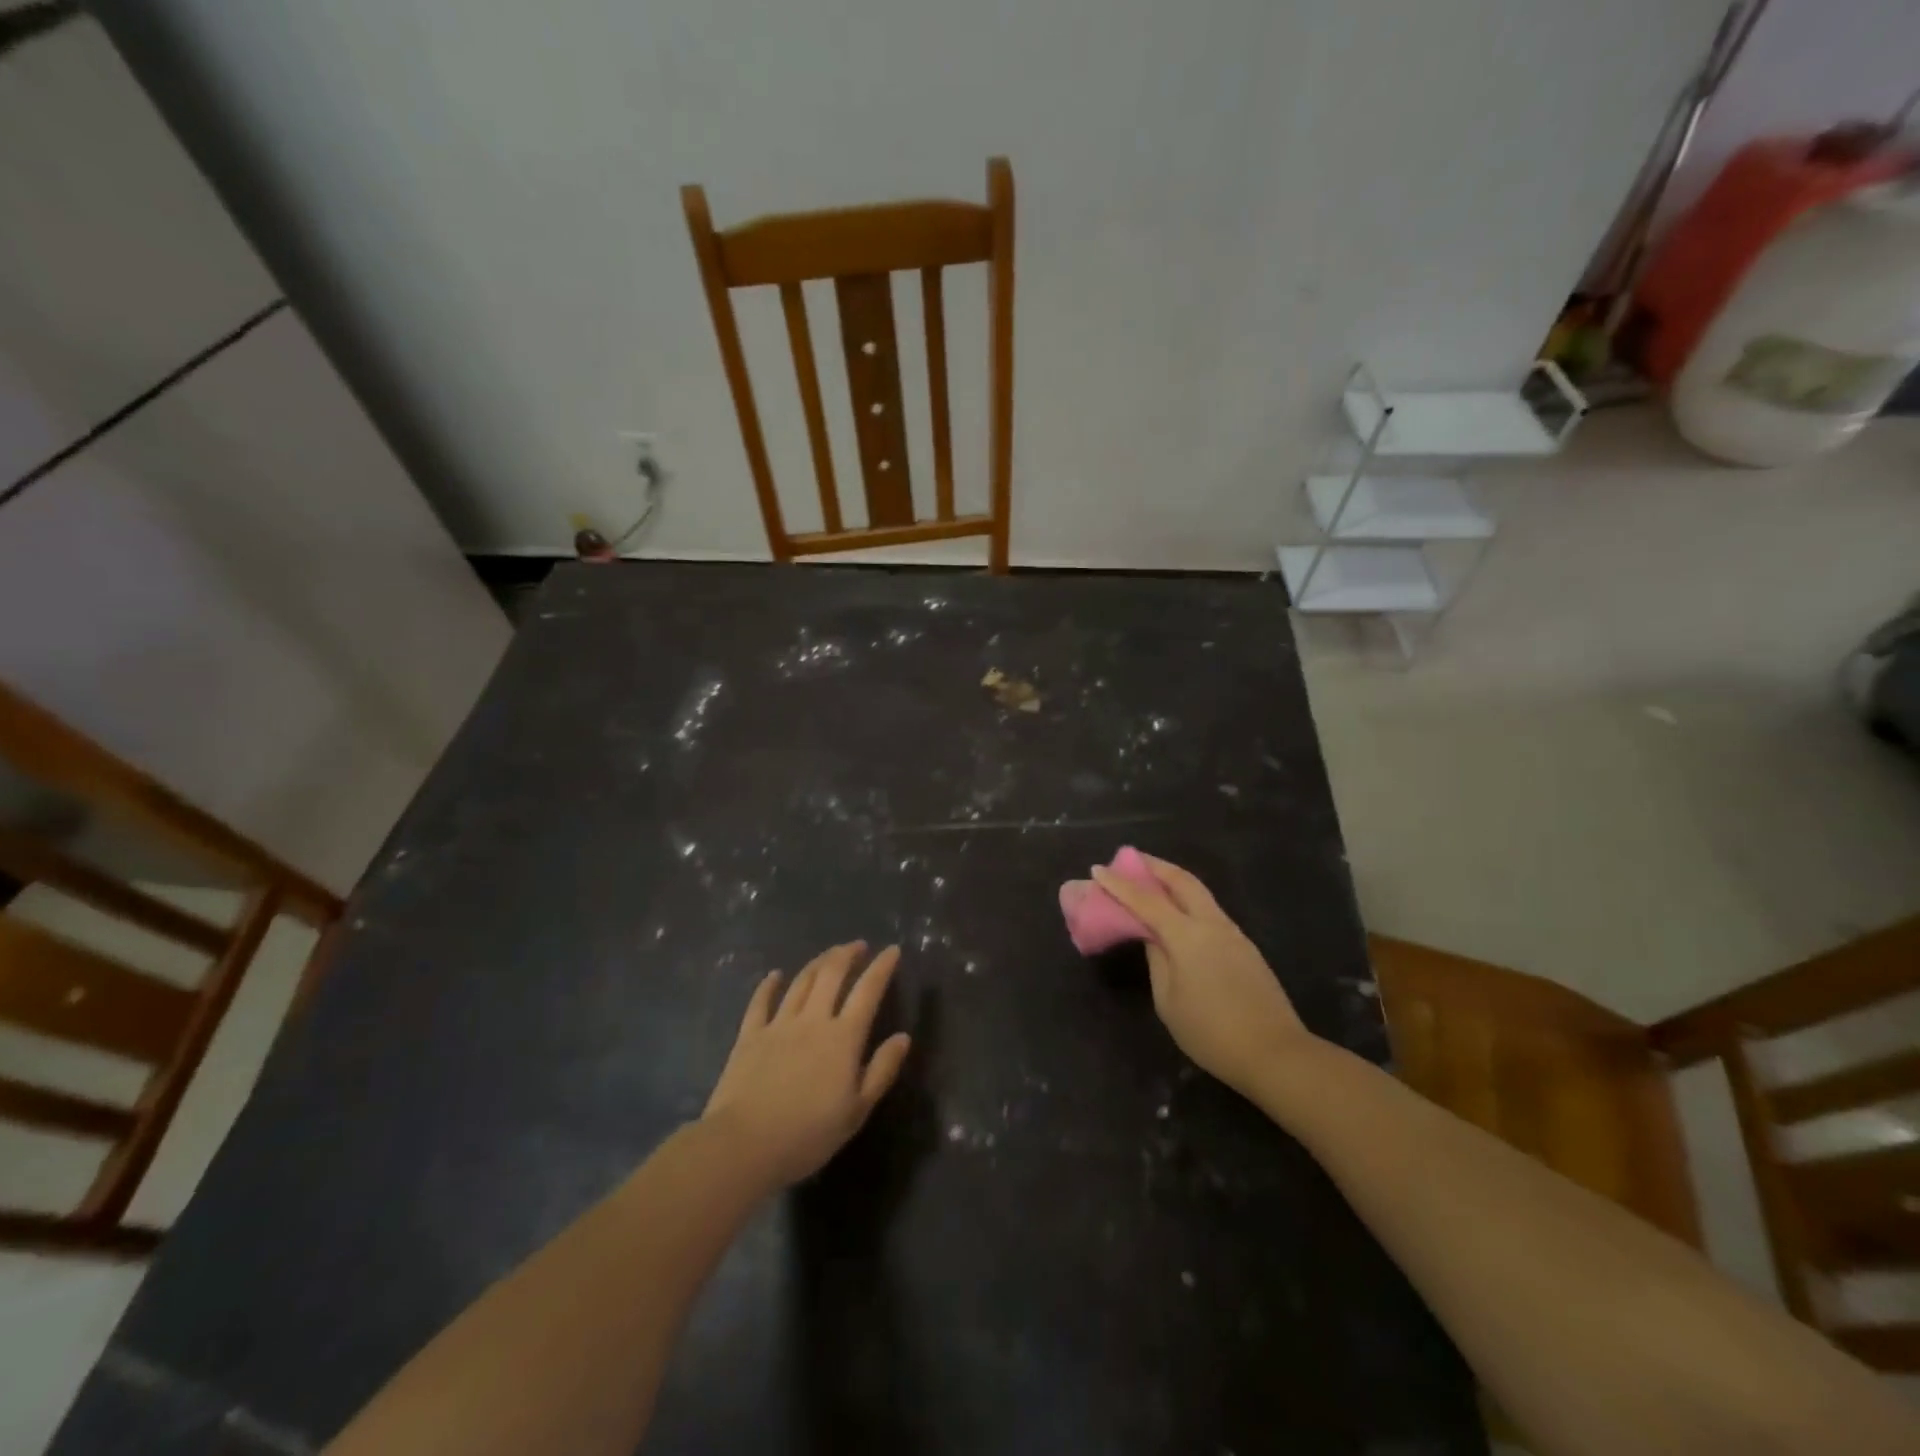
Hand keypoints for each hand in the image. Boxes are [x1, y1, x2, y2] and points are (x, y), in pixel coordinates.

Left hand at [702, 942, 911, 1187]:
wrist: (744, 1145)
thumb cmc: (808, 1134)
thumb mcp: (857, 1110)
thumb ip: (881, 1070)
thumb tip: (903, 1037)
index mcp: (843, 1038)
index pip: (867, 991)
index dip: (882, 967)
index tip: (892, 949)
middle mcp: (812, 1020)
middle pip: (832, 975)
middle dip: (847, 955)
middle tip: (858, 945)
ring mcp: (778, 1024)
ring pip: (801, 982)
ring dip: (818, 963)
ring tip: (829, 954)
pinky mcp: (749, 1035)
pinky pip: (760, 1002)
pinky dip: (769, 985)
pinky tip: (775, 975)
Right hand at [1091, 855, 1314, 1096]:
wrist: (1275, 1054)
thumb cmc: (1211, 1033)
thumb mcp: (1168, 1001)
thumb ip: (1157, 960)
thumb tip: (1152, 937)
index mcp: (1187, 936)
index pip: (1146, 900)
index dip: (1119, 884)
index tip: (1097, 869)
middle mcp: (1212, 924)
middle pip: (1181, 881)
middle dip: (1154, 866)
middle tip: (1130, 860)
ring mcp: (1233, 933)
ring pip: (1199, 893)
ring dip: (1172, 881)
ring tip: (1150, 881)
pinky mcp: (1244, 947)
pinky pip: (1209, 910)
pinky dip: (1187, 900)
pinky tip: (1177, 912)